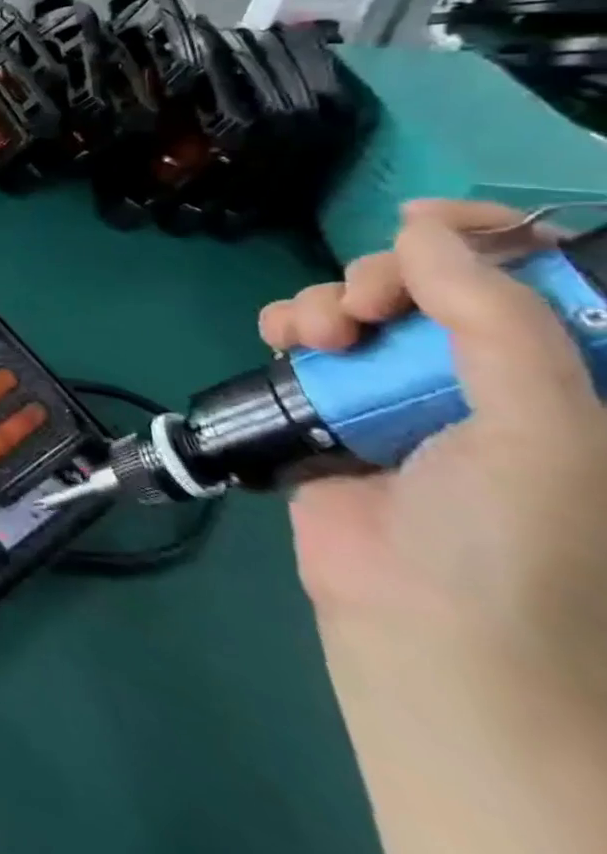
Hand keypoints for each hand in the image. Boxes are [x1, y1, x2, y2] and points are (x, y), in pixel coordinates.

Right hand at [259, 200, 606, 679]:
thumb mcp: (545, 428)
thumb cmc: (517, 541)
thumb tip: (421, 229)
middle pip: (434, 283)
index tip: (429, 223)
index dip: (493, 236)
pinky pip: (308, 342)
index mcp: (570, 384)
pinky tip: (282, 340)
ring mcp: (407, 395)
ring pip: (361, 307)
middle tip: (365, 302)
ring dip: (326, 301)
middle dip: (389, 274)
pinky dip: (289, 327)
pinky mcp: (336, 409)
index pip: (544, 282)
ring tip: (315, 334)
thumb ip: (495, 320)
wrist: (423, 631)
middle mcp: (491, 380)